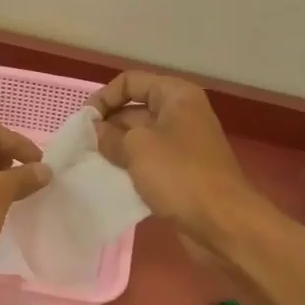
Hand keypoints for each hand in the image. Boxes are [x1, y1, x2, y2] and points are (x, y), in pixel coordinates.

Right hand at [89, 71, 257, 252]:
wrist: (222, 222)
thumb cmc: (180, 174)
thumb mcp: (137, 147)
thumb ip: (110, 135)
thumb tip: (96, 131)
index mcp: (176, 95)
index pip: (130, 82)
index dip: (104, 98)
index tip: (84, 123)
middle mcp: (181, 114)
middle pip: (134, 109)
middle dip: (107, 125)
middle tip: (82, 147)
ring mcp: (182, 144)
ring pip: (139, 138)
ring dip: (115, 149)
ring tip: (90, 164)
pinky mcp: (181, 172)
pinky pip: (148, 162)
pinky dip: (130, 168)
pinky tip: (109, 181)